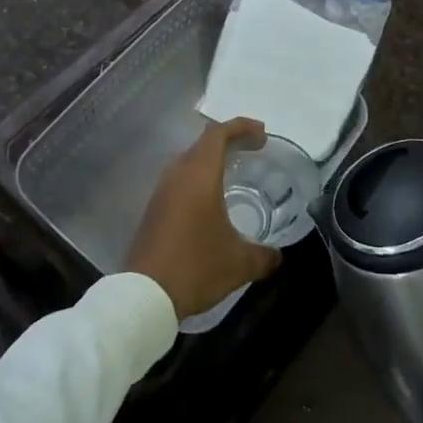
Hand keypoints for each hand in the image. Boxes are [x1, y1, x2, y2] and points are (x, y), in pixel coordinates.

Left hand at [128, 117, 281, 319]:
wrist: (145, 295)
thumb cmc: (197, 267)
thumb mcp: (240, 263)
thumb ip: (264, 255)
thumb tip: (277, 255)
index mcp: (199, 176)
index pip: (218, 135)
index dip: (241, 127)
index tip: (262, 133)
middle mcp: (177, 176)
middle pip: (202, 143)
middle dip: (229, 141)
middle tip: (253, 149)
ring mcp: (161, 192)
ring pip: (188, 161)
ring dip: (210, 160)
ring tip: (233, 171)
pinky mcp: (153, 210)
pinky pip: (179, 181)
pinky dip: (198, 178)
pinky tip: (210, 201)